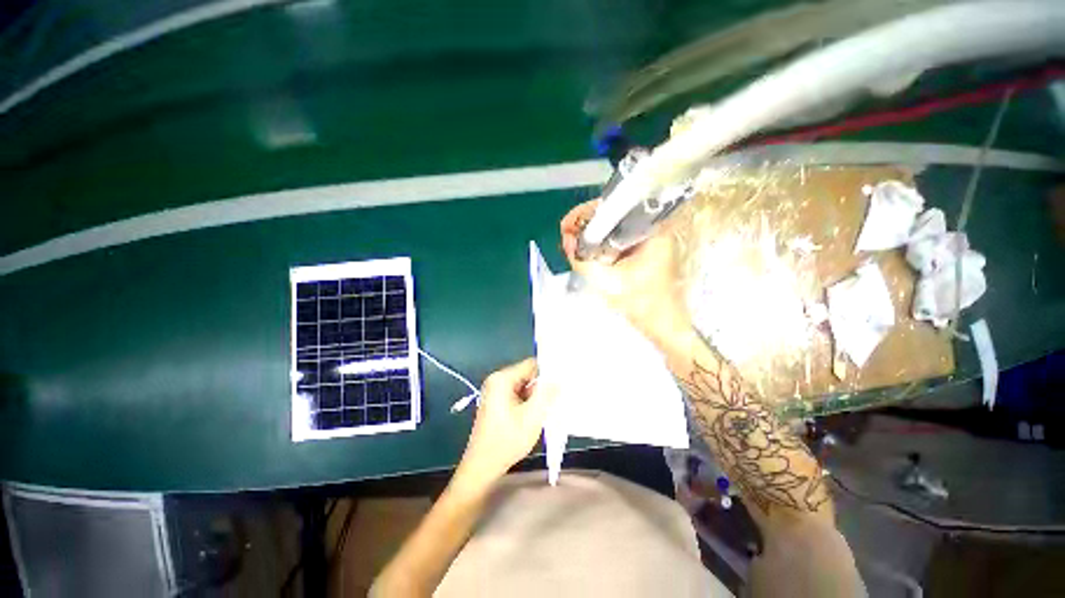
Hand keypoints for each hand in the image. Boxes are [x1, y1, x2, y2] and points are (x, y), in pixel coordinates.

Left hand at [455, 359, 555, 488]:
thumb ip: (546, 394)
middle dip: (541, 387)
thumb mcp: (532, 417)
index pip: (531, 365)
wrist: (482, 466)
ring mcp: (495, 391)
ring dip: (535, 396)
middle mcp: (497, 380)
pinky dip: (527, 402)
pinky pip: (517, 394)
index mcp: (502, 379)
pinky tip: (534, 415)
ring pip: (524, 386)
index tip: (561, 383)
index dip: (547, 372)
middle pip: (527, 375)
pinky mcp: (496, 401)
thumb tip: (558, 379)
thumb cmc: (506, 441)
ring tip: (545, 410)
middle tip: (555, 400)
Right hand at [560, 199, 691, 349]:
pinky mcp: (641, 251)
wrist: (664, 325)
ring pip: (611, 228)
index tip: (567, 226)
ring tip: (571, 244)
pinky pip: (615, 240)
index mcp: (652, 230)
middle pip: (611, 215)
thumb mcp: (608, 282)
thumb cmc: (643, 305)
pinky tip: (584, 251)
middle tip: (566, 236)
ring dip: (590, 235)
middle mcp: (651, 229)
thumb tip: (567, 242)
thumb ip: (583, 261)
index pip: (613, 207)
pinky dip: (598, 244)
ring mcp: (647, 240)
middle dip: (585, 225)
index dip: (586, 214)